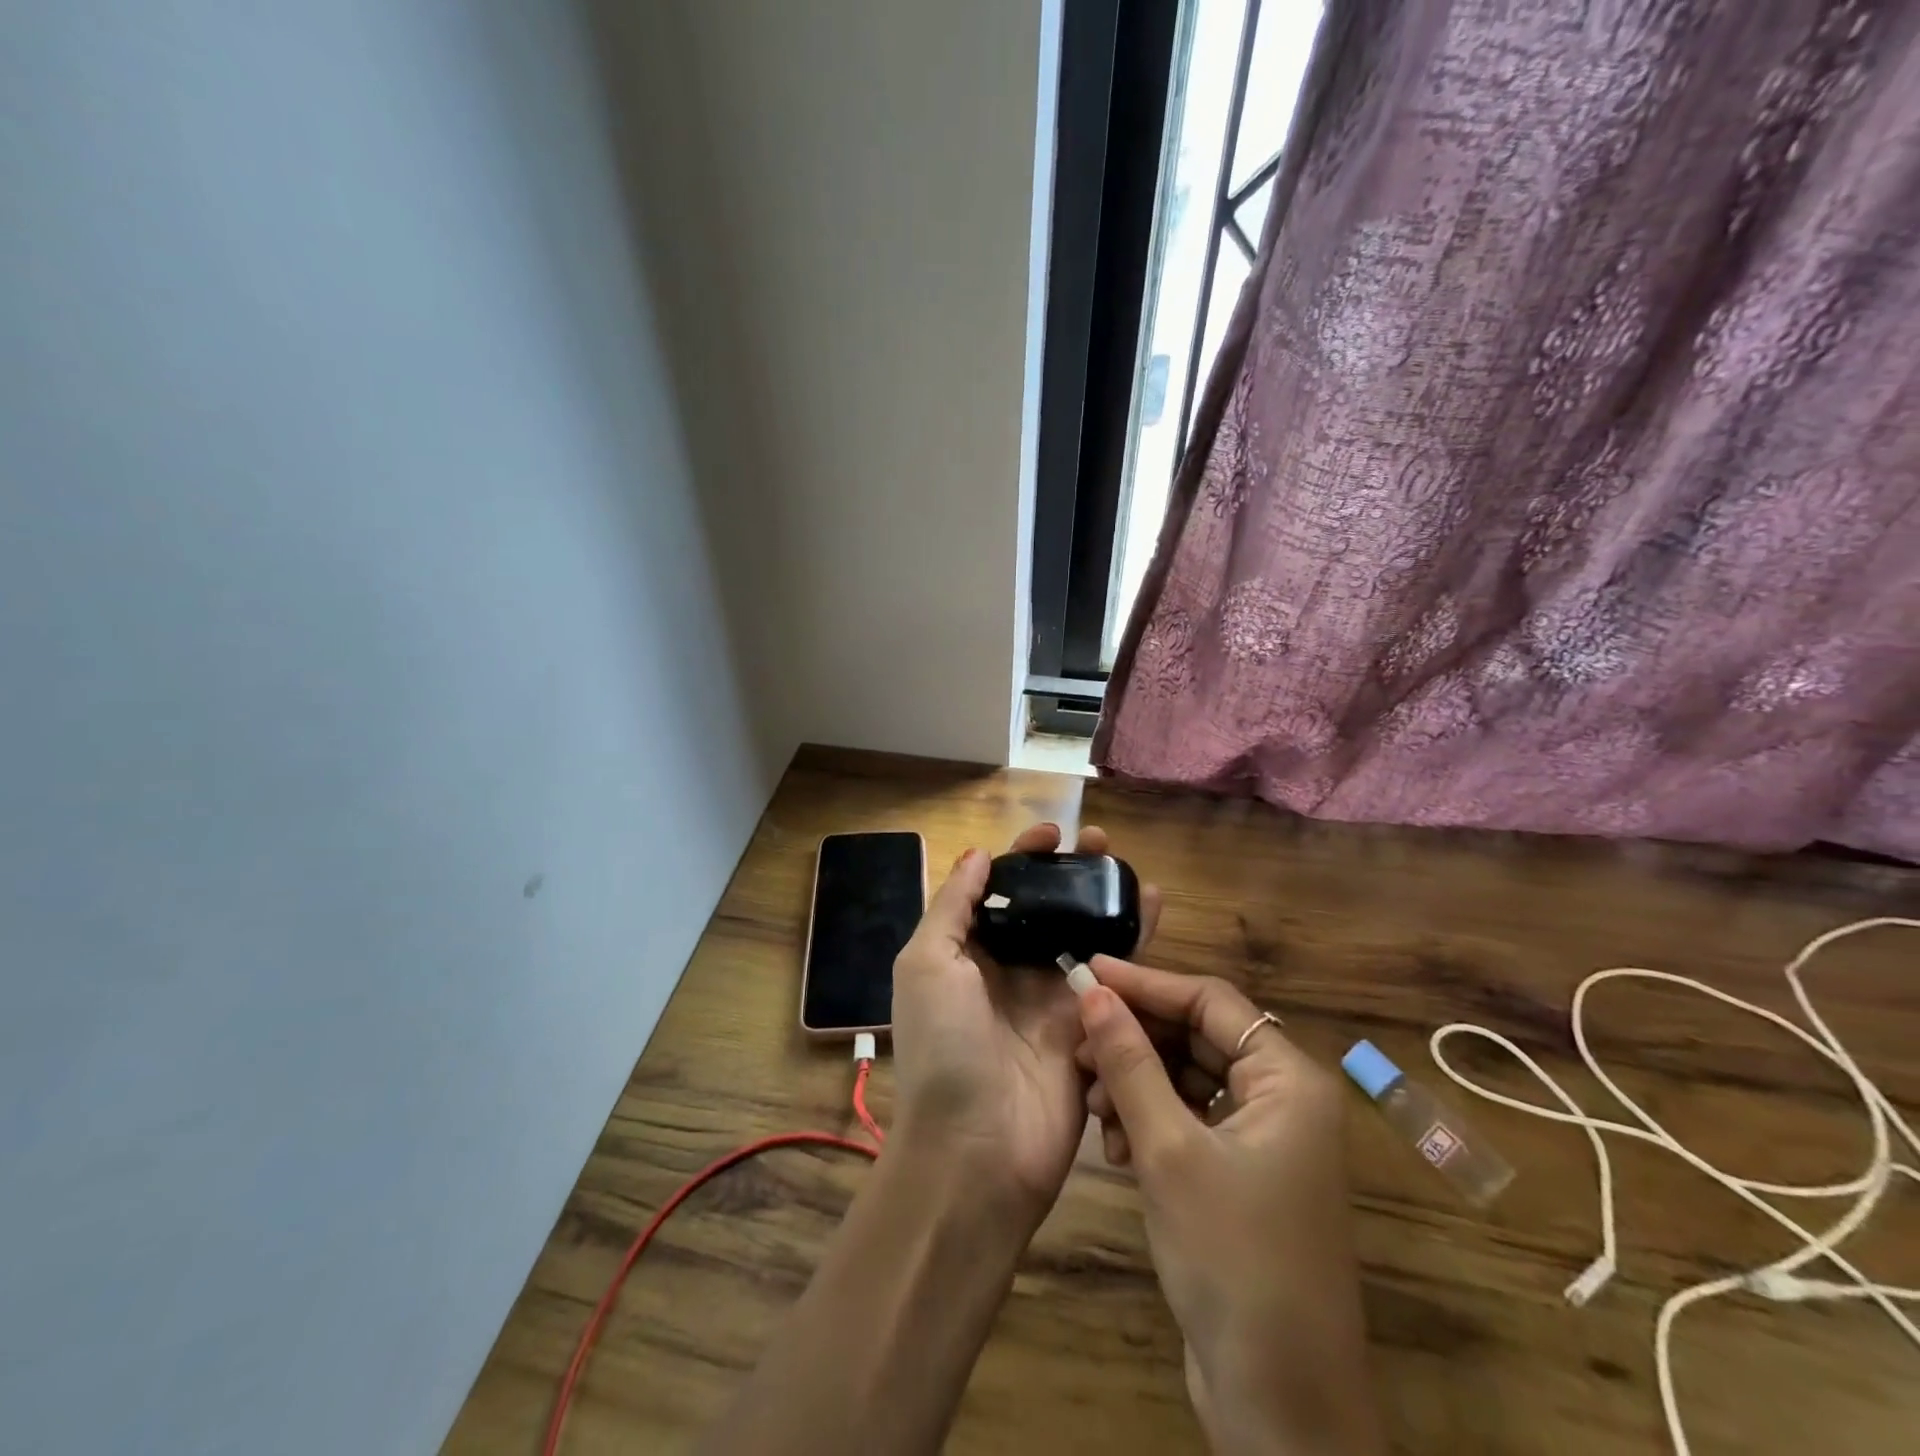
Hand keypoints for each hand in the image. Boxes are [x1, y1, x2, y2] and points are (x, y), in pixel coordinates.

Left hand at [888, 824, 1160, 1227]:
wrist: (977, 1150)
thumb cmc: (944, 1046)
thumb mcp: (927, 964)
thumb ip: (952, 907)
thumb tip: (977, 855)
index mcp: (967, 954)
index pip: (997, 892)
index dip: (1022, 859)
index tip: (1051, 834)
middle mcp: (1010, 971)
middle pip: (1045, 909)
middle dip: (1069, 873)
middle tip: (1100, 842)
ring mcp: (1053, 999)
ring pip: (1084, 934)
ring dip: (1104, 898)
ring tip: (1128, 864)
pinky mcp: (1091, 1026)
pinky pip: (1116, 975)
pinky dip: (1135, 939)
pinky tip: (1154, 905)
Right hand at [1075, 958, 1382, 1455]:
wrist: (1281, 1404)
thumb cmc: (1232, 1258)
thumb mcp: (1169, 1149)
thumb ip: (1130, 1063)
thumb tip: (1093, 992)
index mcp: (1288, 1078)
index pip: (1209, 1000)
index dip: (1145, 983)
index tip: (1086, 972)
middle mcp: (1283, 1096)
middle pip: (1198, 1036)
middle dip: (1136, 1039)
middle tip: (1078, 1044)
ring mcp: (1265, 1137)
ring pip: (1189, 1078)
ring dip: (1137, 1083)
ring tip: (1092, 1101)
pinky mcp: (1243, 1172)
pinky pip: (1191, 1118)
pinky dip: (1151, 1120)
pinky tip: (1114, 1143)